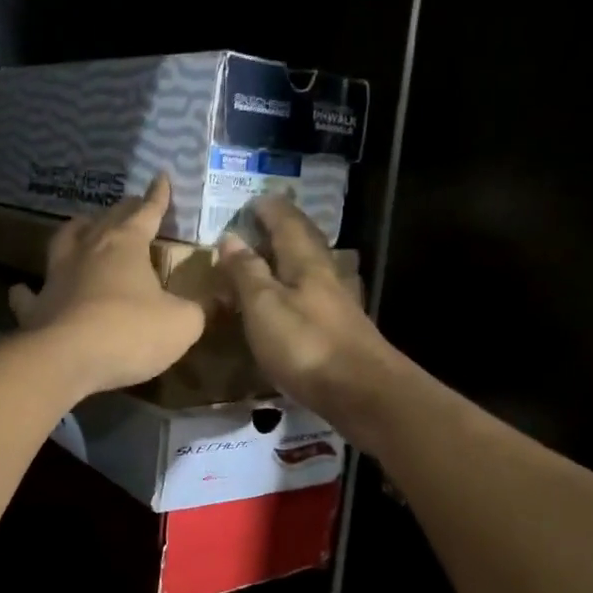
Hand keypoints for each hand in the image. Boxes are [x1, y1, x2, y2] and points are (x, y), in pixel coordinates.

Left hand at [9, 174, 206, 395]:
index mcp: (126, 246)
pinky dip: (28, 291)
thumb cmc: (130, 333)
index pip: (146, 213)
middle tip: (131, 205)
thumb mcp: (182, 323)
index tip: (161, 178)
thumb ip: (197, 309)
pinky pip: (28, 295)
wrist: (67, 358)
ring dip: (76, 232)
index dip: (157, 197)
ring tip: (83, 227)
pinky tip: (24, 289)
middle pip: (106, 221)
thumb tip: (207, 303)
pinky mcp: (35, 308)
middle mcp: (88, 251)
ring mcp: (56, 277)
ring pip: (64, 242)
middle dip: (122, 211)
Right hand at [217, 197, 405, 435]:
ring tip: (267, 258)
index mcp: (305, 261)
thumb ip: (246, 272)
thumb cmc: (305, 344)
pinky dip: (294, 287)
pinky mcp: (340, 329)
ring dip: (288, 257)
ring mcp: (336, 303)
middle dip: (282, 227)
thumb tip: (230, 237)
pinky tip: (288, 300)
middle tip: (260, 221)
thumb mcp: (263, 306)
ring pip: (309, 267)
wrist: (361, 392)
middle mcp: (325, 274)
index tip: (250, 201)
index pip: (285, 221)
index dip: (268, 209)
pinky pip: (312, 294)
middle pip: (303, 241)